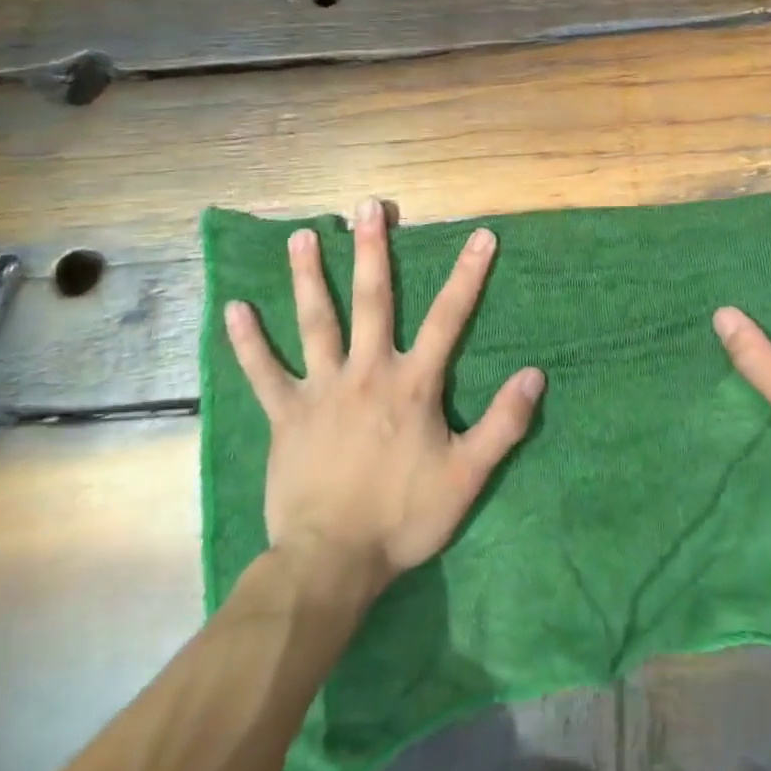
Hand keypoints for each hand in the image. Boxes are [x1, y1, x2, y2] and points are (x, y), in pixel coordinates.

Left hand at [223, 198, 544, 591]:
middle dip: (373, 250)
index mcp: (412, 384)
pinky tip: (234, 309)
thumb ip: (504, 424)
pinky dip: (248, 342)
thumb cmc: (403, 517)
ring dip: (309, 277)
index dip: (468, 275)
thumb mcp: (467, 476)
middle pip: (372, 300)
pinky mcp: (285, 415)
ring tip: (302, 235)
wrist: (330, 563)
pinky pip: (263, 372)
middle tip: (368, 207)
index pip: (448, 318)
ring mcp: (321, 390)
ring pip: (316, 322)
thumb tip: (536, 374)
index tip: (481, 235)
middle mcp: (367, 372)